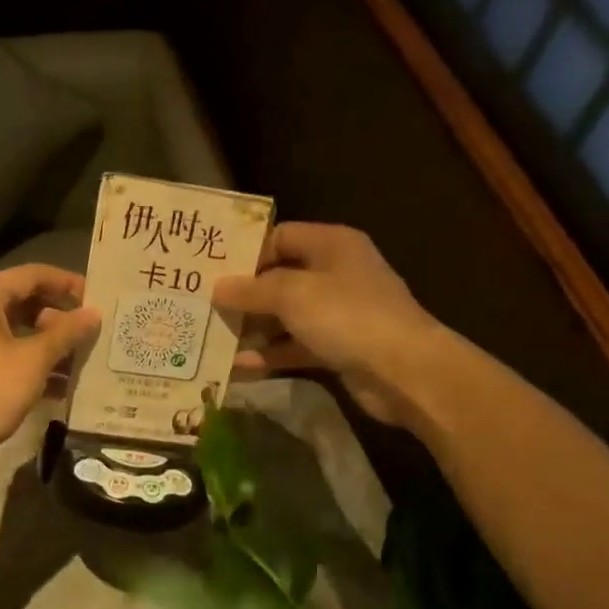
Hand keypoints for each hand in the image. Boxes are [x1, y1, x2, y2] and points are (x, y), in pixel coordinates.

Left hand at [0, 264, 100, 484]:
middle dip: (60, 317)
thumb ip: (66, 333)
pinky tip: (60, 385)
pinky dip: (31, 362)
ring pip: (16, 331)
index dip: (67, 284)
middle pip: (24, 301)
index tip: (97, 298)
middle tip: (92, 331)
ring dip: (49, 343)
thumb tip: (93, 314)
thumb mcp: (34, 360)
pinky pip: (5, 353)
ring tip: (82, 359)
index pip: (33, 275)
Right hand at [213, 223, 447, 426]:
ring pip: (286, 315)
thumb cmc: (347, 316)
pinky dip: (270, 353)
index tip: (211, 270)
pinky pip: (295, 345)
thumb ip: (252, 289)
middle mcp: (336, 273)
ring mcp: (338, 313)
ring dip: (253, 327)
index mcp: (332, 244)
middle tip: (203, 304)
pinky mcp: (338, 347)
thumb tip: (218, 287)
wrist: (404, 371)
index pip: (280, 236)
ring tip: (212, 336)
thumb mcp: (293, 294)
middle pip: (280, 277)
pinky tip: (237, 365)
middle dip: (244, 293)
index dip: (246, 252)